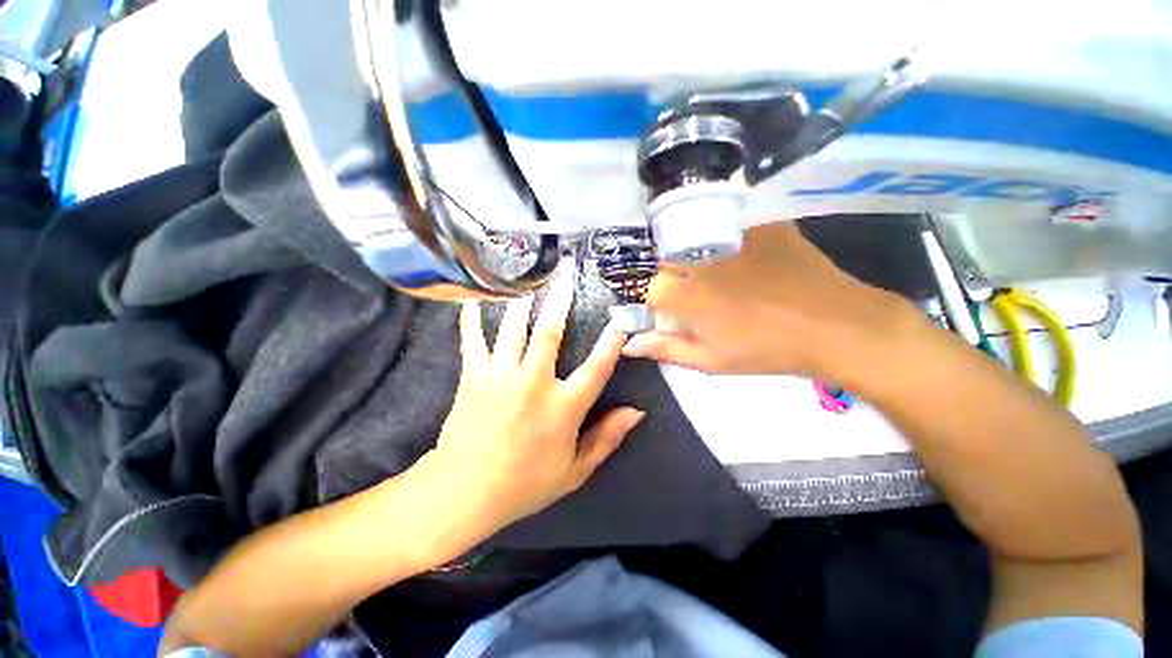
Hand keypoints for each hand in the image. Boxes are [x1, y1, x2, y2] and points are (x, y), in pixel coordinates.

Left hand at [430, 273, 644, 533]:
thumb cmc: (525, 483)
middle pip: (550, 332)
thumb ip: (607, 439)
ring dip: (523, 300)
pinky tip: (475, 297)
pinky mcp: (473, 375)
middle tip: (565, 277)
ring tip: (528, 279)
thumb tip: (636, 412)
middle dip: (559, 301)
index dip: (612, 342)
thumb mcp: (575, 471)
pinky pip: (473, 338)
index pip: (597, 367)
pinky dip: (473, 316)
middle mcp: (534, 382)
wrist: (465, 491)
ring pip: (514, 327)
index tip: (620, 321)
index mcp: (563, 407)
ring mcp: (501, 375)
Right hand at [623, 222, 919, 380]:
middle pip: (666, 258)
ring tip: (718, 272)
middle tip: (696, 291)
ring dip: (695, 253)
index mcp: (686, 295)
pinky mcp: (759, 224)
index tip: (672, 310)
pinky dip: (726, 236)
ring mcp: (730, 238)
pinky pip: (728, 224)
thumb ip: (665, 350)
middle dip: (673, 274)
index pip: (650, 287)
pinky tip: (743, 254)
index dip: (658, 300)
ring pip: (692, 238)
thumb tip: (629, 345)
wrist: (835, 326)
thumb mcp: (711, 360)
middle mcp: (700, 261)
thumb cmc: (766, 350)